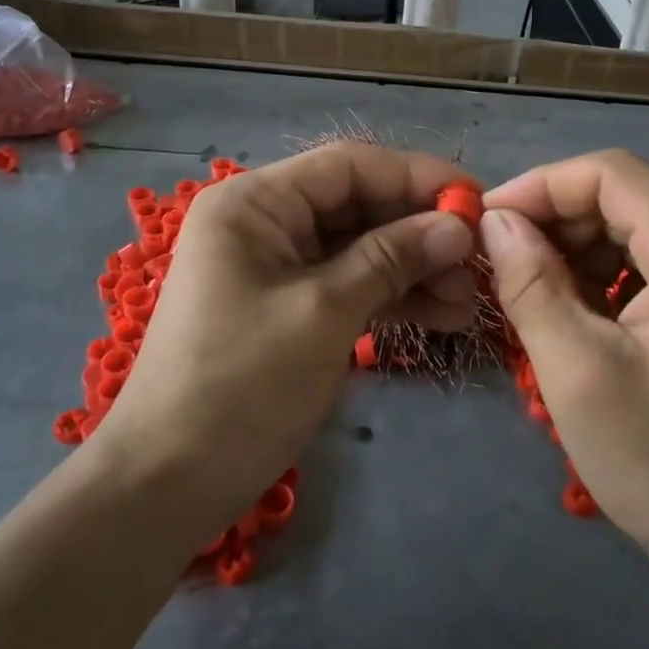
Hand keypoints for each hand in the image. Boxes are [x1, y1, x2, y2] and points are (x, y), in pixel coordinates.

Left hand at [94, 142, 475, 541]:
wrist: (169, 482)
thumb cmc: (240, 386)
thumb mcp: (323, 314)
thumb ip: (391, 259)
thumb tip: (458, 225)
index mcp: (255, 203)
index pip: (349, 167)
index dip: (417, 178)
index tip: (477, 203)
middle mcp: (264, 223)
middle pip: (358, 206)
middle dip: (420, 232)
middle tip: (479, 264)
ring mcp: (277, 268)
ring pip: (359, 249)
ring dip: (414, 270)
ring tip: (469, 302)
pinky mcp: (289, 308)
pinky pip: (349, 286)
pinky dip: (391, 298)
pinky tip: (441, 317)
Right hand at [480, 150, 648, 601]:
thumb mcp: (579, 372)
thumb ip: (530, 284)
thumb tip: (495, 223)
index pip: (610, 174)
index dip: (539, 187)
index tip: (485, 224)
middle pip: (628, 199)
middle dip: (556, 223)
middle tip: (501, 266)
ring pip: (641, 233)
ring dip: (579, 254)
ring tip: (534, 299)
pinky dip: (610, 282)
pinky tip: (580, 322)